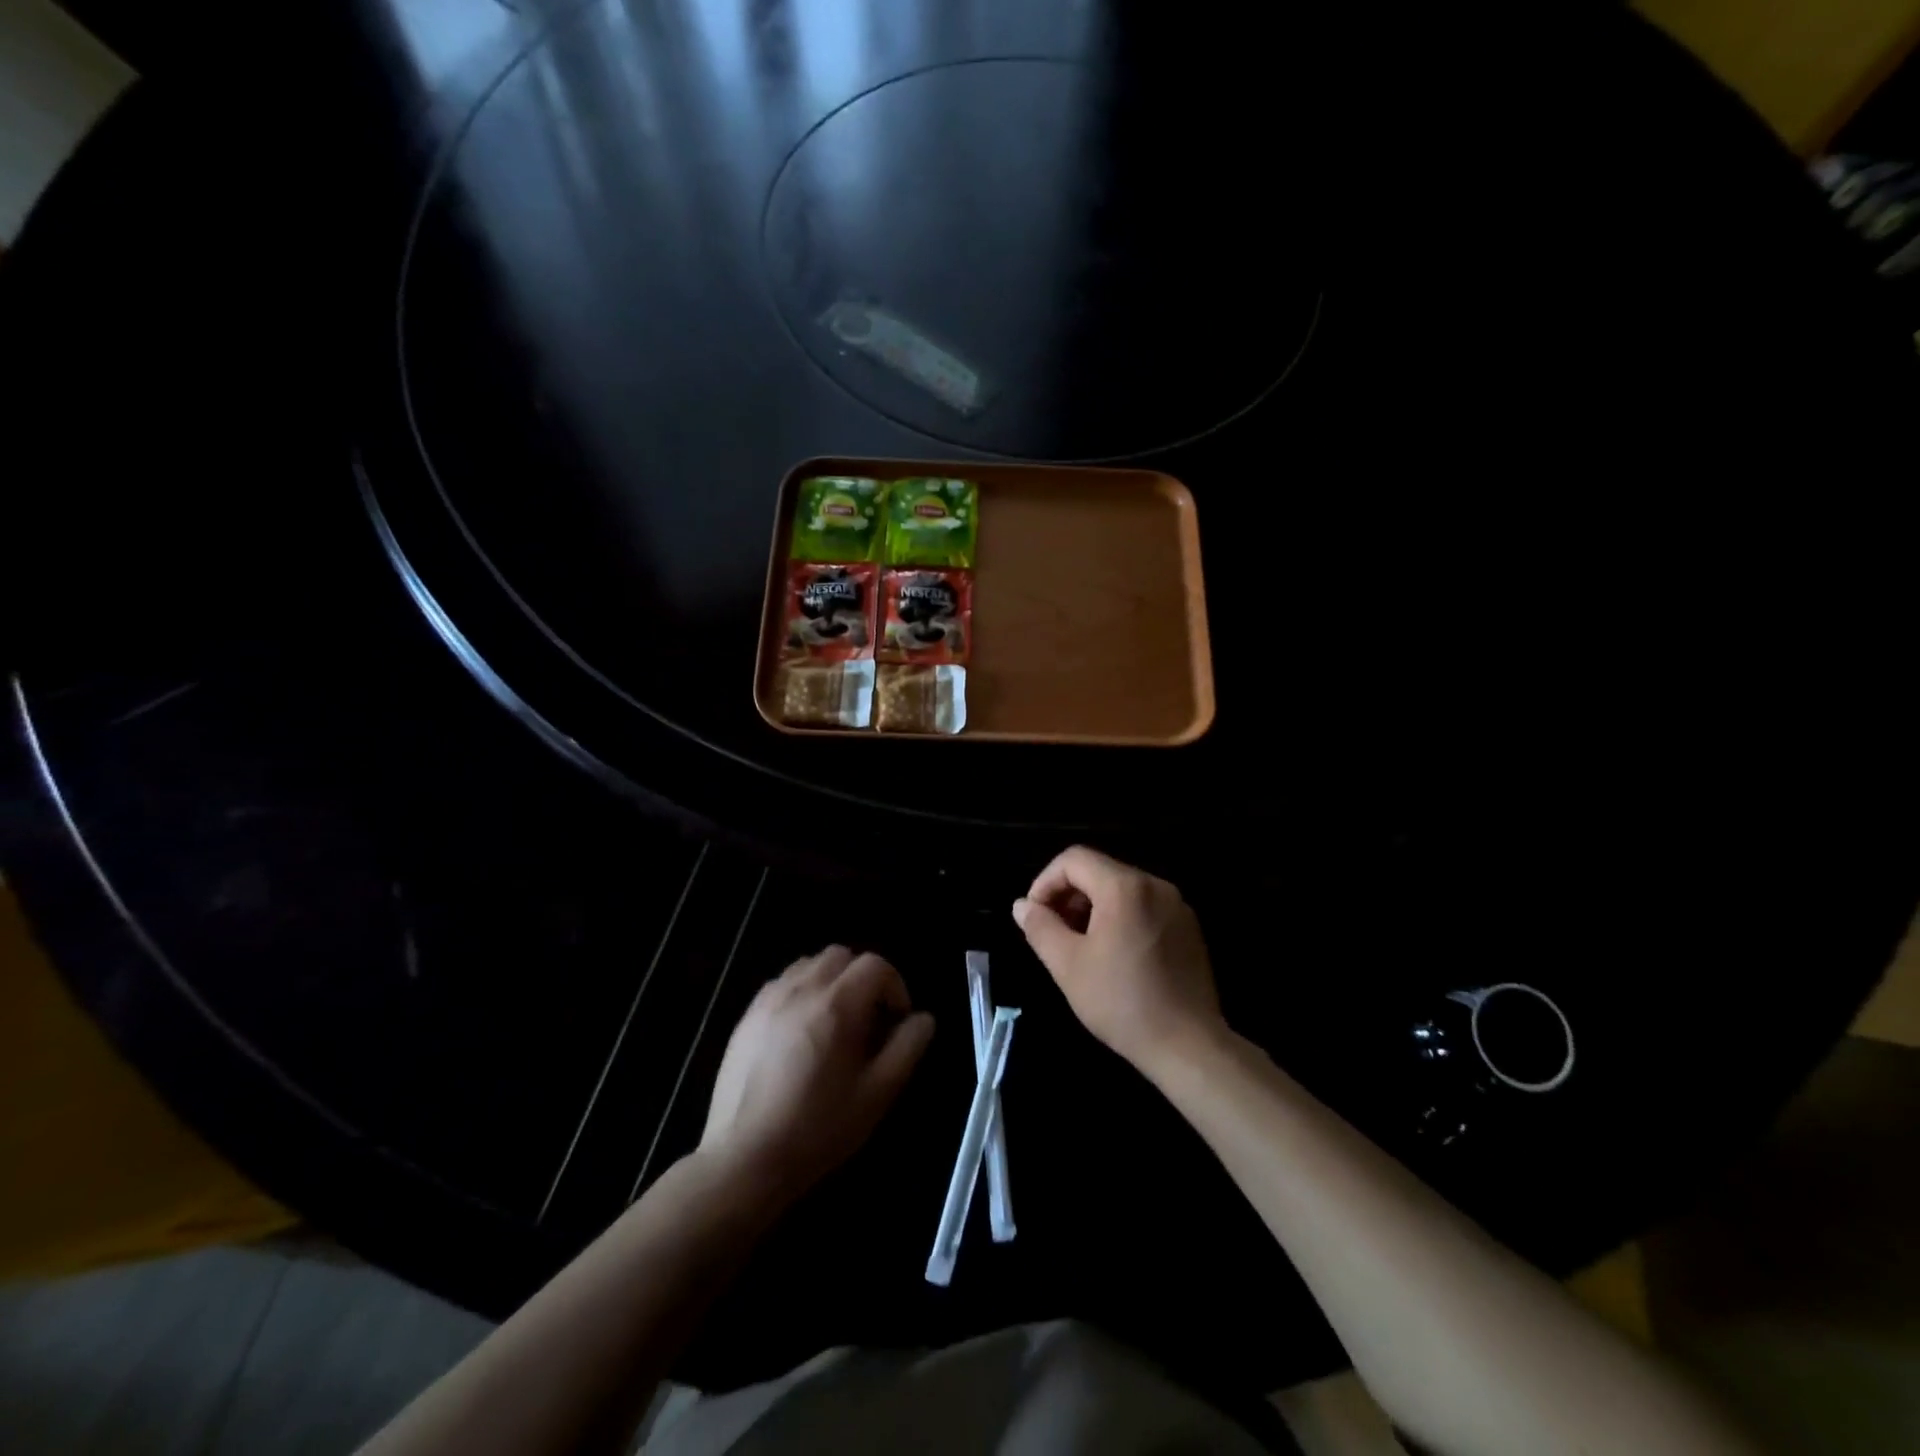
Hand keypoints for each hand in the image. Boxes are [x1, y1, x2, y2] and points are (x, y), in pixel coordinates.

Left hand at [699, 946, 933, 1203]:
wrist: (744, 1160)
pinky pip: (783, 982)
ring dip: (832, 980)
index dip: (895, 985)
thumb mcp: (877, 1094)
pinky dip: (802, 991)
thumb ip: (907, 1048)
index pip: (875, 965)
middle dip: (863, 978)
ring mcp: (769, 999)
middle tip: (869, 1019)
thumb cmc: (818, 1128)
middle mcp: (801, 989)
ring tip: (836, 1022)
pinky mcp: (747, 1016)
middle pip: (841, 956)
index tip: (897, 1020)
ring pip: (810, 964)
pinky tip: (802, 1032)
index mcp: (836, 1005)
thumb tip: (923, 1019)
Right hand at [1013, 846, 1224, 1076]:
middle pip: (1099, 870)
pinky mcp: (1188, 927)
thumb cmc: (1122, 1003)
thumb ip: (1040, 927)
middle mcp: (1155, 885)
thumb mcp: (1068, 965)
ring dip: (1093, 907)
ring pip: (1122, 889)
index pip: (1073, 859)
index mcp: (1124, 887)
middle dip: (1068, 895)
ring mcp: (1177, 905)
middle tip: (1053, 933)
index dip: (1045, 882)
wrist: (1189, 1046)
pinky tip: (1113, 955)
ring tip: (1080, 946)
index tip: (1035, 916)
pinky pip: (1144, 906)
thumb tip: (1022, 906)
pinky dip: (1120, 917)